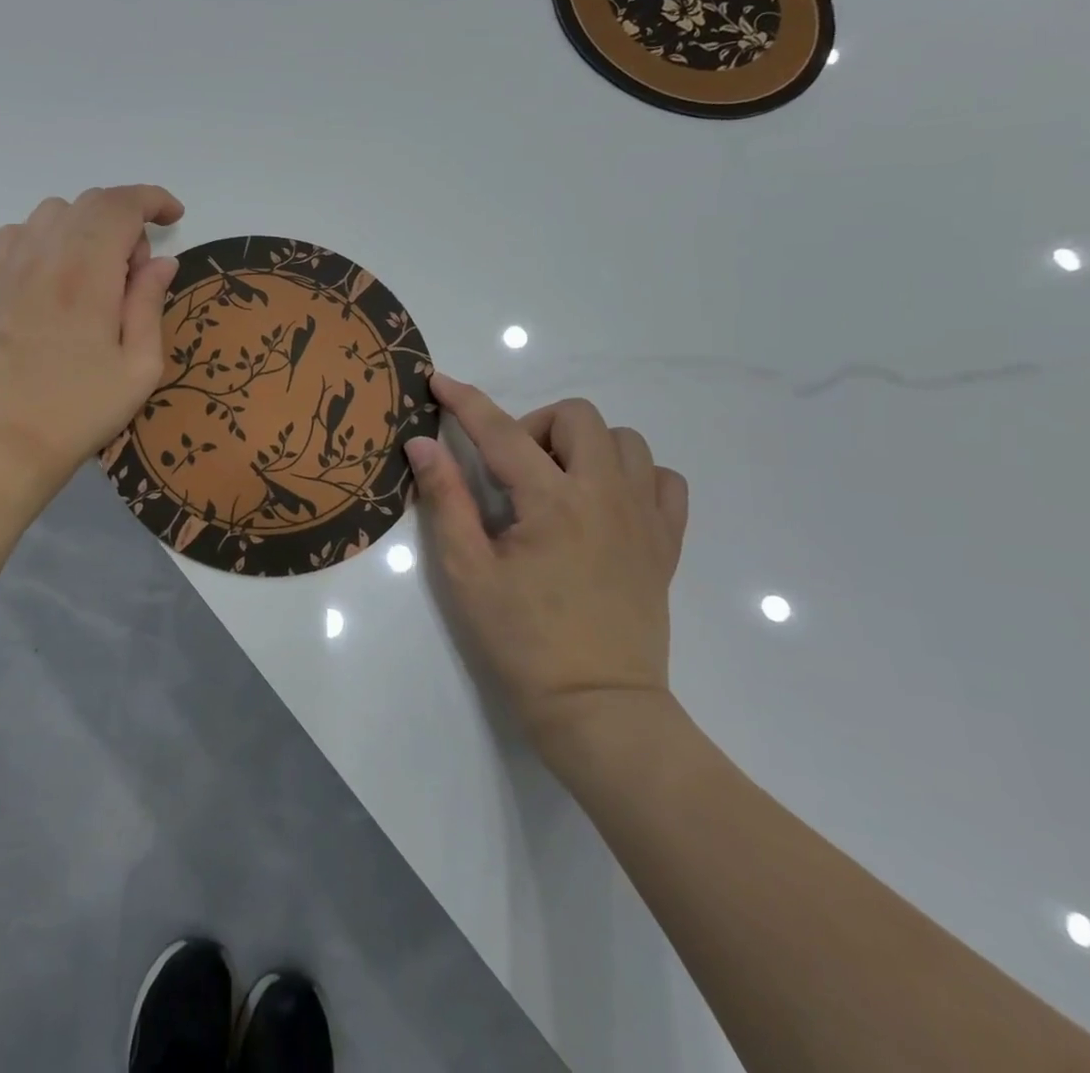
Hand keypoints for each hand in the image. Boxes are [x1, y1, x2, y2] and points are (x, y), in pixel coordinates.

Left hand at [0, 186, 183, 505]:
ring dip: (89, 226)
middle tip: (139, 272)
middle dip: (128, 218)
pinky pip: (20, 232)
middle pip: (91, 202)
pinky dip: (48, 235)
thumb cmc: (81, 410)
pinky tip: (59, 271)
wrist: (4, 442)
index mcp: (88, 273)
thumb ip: (149, 303)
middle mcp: (47, 256)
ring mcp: (13, 268)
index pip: (121, 205)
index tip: (175, 219)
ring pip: (55, 211)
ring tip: (101, 273)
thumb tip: (161, 261)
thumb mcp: (139, 366)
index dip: (154, 200)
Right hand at [404, 376, 688, 765]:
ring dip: (584, 446)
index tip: (438, 381)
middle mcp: (606, 495)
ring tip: (557, 486)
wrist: (597, 708)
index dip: (464, 401)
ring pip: (625, 441)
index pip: (500, 430)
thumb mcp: (466, 571)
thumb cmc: (520, 641)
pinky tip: (604, 503)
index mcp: (552, 502)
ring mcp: (645, 518)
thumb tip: (422, 444)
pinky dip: (633, 475)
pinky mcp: (666, 544)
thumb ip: (445, 499)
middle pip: (578, 416)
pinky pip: (663, 481)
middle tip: (511, 471)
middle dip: (535, 426)